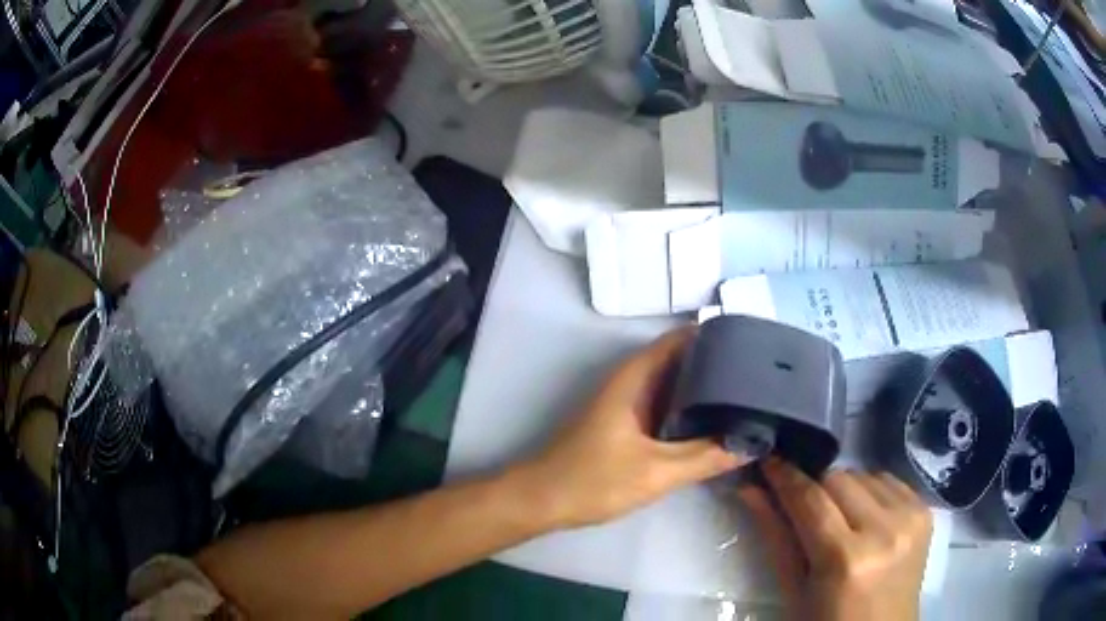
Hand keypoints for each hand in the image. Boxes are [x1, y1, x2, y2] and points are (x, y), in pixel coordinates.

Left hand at [511, 328, 742, 529]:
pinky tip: (714, 422)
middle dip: (717, 363)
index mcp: (635, 377)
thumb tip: (751, 443)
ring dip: (704, 387)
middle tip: (759, 374)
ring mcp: (628, 402)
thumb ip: (706, 457)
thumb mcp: (656, 472)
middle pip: (681, 359)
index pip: (681, 339)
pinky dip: (689, 408)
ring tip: (747, 394)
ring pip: (673, 384)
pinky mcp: (627, 423)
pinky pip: (665, 405)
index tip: (752, 344)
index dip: (715, 336)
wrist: (543, 500)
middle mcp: (632, 381)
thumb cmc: (593, 481)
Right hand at [739, 459, 932, 620]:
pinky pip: (889, 480)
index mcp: (845, 559)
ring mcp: (911, 518)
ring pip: (864, 474)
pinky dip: (870, 491)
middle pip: (839, 478)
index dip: (786, 476)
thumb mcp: (794, 590)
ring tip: (838, 518)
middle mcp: (884, 530)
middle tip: (803, 506)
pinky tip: (865, 516)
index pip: (810, 500)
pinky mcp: (926, 511)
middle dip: (816, 487)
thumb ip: (775, 537)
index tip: (769, 459)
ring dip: (844, 489)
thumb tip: (750, 489)